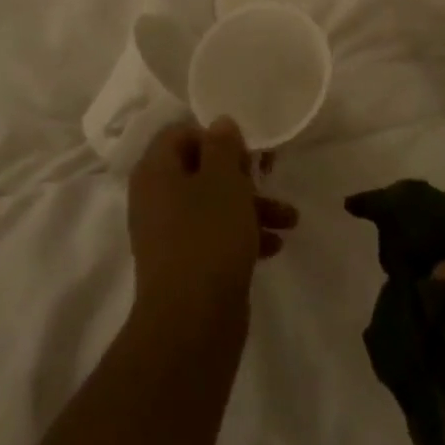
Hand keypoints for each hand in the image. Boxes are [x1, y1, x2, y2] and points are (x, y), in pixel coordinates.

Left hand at [128, 119, 297, 322]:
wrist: (192, 321)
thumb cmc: (208, 236)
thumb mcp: (223, 180)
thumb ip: (223, 146)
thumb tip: (219, 124)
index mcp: (155, 171)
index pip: (179, 134)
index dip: (214, 135)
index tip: (245, 149)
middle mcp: (155, 198)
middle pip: (200, 170)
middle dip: (242, 174)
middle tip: (271, 175)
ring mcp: (168, 234)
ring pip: (213, 205)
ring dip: (252, 207)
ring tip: (290, 220)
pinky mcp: (186, 264)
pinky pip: (214, 237)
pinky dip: (243, 236)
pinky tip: (274, 247)